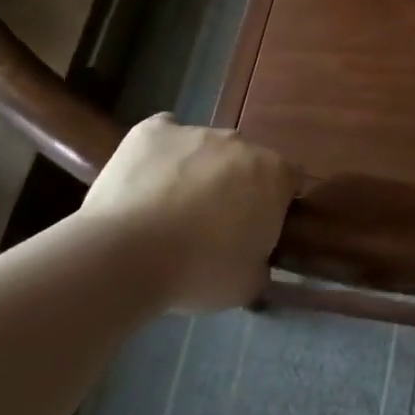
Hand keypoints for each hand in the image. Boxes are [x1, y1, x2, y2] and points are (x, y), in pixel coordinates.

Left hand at [81, 114, 297, 312]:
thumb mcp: (247, 284)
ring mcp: (195, 131)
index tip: (258, 227)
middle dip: (236, 184)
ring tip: (170, 208)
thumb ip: (262, 264)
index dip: (275, 202)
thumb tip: (257, 260)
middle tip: (213, 223)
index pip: (289, 179)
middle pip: (247, 160)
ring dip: (198, 170)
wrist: (124, 256)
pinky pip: (164, 134)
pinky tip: (147, 180)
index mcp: (273, 174)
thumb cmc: (198, 272)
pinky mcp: (152, 130)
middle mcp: (240, 142)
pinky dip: (161, 153)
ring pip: (205, 148)